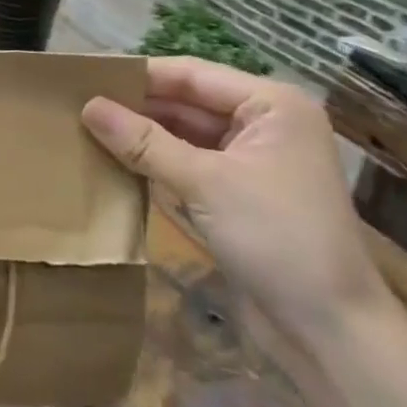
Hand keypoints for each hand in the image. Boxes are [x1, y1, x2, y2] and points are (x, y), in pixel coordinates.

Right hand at [82, 57, 389, 346]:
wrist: (330, 331)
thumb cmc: (276, 238)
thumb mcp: (204, 183)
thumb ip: (143, 142)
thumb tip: (88, 107)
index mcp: (271, 105)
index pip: (190, 75)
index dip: (138, 75)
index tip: (84, 77)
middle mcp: (263, 125)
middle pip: (187, 102)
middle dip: (136, 106)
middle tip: (76, 106)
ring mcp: (251, 161)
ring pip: (184, 134)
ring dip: (141, 135)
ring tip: (84, 129)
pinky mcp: (238, 194)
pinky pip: (188, 164)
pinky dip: (155, 163)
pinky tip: (113, 162)